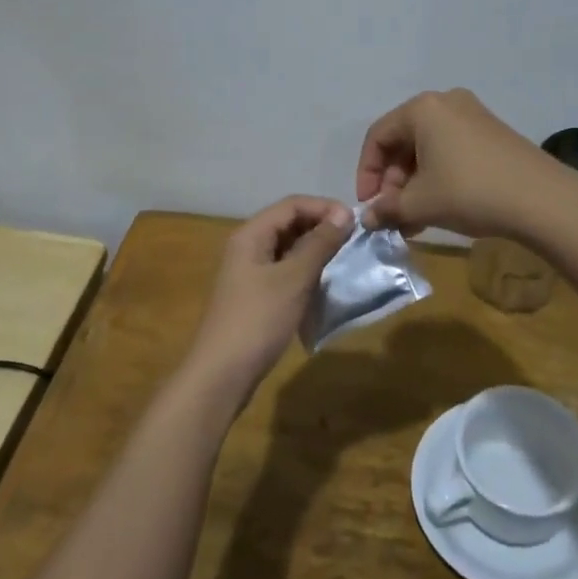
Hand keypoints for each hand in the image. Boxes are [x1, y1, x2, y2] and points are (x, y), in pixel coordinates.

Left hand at [184, 196, 354, 400]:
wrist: (222, 373)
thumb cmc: (258, 319)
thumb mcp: (294, 278)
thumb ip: (319, 244)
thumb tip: (343, 214)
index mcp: (251, 234)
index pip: (292, 204)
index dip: (324, 207)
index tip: (355, 221)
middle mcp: (248, 246)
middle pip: (288, 223)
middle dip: (320, 227)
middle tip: (353, 241)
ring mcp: (249, 272)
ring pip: (287, 248)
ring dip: (314, 249)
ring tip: (343, 259)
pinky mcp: (254, 295)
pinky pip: (284, 270)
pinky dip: (305, 271)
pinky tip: (323, 284)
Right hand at [356, 88, 570, 238]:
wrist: (542, 200)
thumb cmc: (469, 192)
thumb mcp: (420, 204)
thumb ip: (387, 210)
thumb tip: (367, 219)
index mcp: (422, 109)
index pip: (378, 137)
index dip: (367, 173)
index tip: (368, 205)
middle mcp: (446, 102)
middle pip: (403, 140)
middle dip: (393, 180)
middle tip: (392, 213)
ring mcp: (473, 115)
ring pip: (428, 148)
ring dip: (414, 182)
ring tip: (414, 218)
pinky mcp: (492, 133)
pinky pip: (451, 150)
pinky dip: (438, 176)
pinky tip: (440, 207)